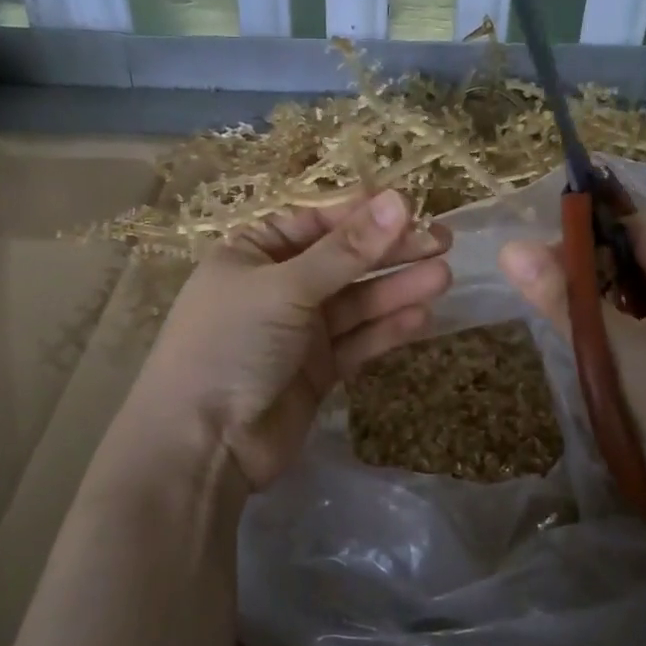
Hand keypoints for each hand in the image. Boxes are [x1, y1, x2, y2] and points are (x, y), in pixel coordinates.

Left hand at [130, 189, 451, 490]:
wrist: (202, 444)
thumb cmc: (231, 344)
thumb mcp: (286, 287)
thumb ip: (346, 250)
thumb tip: (399, 201)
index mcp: (254, 251)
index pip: (317, 220)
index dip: (364, 214)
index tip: (414, 209)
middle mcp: (278, 285)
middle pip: (343, 260)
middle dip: (390, 251)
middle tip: (443, 242)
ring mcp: (298, 329)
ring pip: (356, 301)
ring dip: (396, 289)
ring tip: (442, 277)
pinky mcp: (317, 369)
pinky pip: (357, 340)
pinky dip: (386, 329)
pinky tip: (421, 317)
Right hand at [500, 210, 645, 555]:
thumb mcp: (617, 354)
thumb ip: (564, 298)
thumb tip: (509, 248)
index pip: (641, 225)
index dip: (586, 232)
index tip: (536, 259)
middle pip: (644, 258)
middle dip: (590, 271)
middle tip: (541, 293)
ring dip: (603, 305)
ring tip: (561, 322)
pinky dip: (621, 332)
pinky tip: (594, 353)